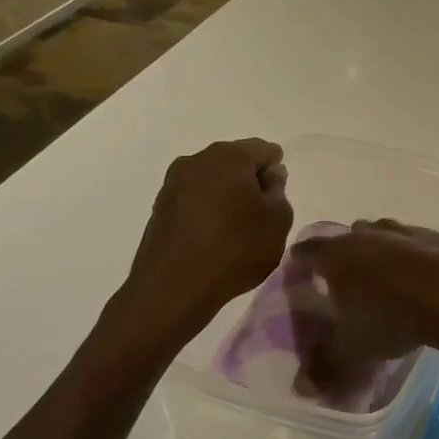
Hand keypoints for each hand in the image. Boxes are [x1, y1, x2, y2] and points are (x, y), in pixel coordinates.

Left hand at [121, 139, 292, 331]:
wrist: (173, 289)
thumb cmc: (235, 250)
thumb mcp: (277, 222)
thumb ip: (279, 192)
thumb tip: (269, 177)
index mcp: (230, 156)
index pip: (264, 149)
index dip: (276, 171)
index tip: (277, 199)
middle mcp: (198, 159)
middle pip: (235, 160)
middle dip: (250, 180)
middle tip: (261, 213)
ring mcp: (174, 182)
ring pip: (212, 178)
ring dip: (227, 194)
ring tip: (236, 227)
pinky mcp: (160, 205)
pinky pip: (194, 197)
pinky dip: (207, 207)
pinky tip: (213, 235)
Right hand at [289, 220, 438, 397]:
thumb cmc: (392, 318)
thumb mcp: (353, 351)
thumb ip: (325, 367)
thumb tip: (302, 388)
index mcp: (338, 254)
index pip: (307, 251)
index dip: (300, 262)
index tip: (299, 274)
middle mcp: (368, 234)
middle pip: (346, 237)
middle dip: (342, 255)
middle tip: (342, 282)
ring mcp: (404, 231)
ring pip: (382, 234)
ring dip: (378, 250)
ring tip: (382, 279)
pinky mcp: (437, 236)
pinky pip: (415, 243)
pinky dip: (411, 256)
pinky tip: (420, 279)